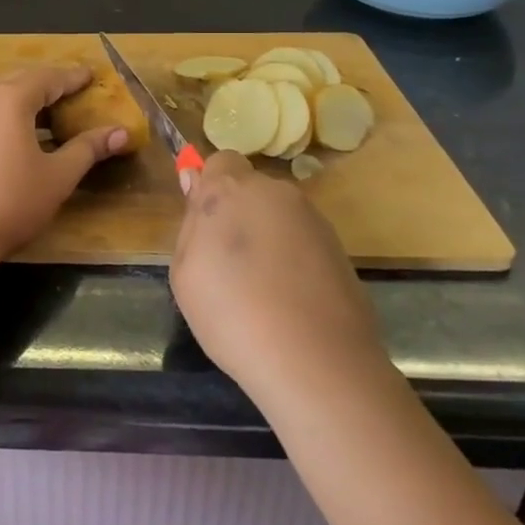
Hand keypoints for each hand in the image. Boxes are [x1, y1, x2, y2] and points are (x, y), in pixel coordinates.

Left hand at [0, 66, 132, 255]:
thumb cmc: (13, 199)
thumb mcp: (58, 175)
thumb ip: (88, 149)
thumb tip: (122, 132)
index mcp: (10, 100)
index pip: (47, 78)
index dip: (71, 78)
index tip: (90, 75)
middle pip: (20, 82)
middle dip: (48, 83)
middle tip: (71, 88)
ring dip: (25, 98)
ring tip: (48, 109)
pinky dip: (8, 114)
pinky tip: (17, 133)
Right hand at [171, 151, 385, 393]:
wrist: (315, 362)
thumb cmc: (231, 313)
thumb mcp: (184, 273)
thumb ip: (191, 225)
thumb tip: (196, 186)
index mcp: (230, 190)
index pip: (220, 162)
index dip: (210, 188)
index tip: (204, 225)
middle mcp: (275, 193)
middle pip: (251, 190)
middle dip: (239, 214)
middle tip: (228, 263)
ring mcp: (313, 220)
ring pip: (279, 217)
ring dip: (268, 237)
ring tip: (261, 289)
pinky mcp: (340, 250)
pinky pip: (303, 243)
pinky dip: (294, 261)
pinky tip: (289, 301)